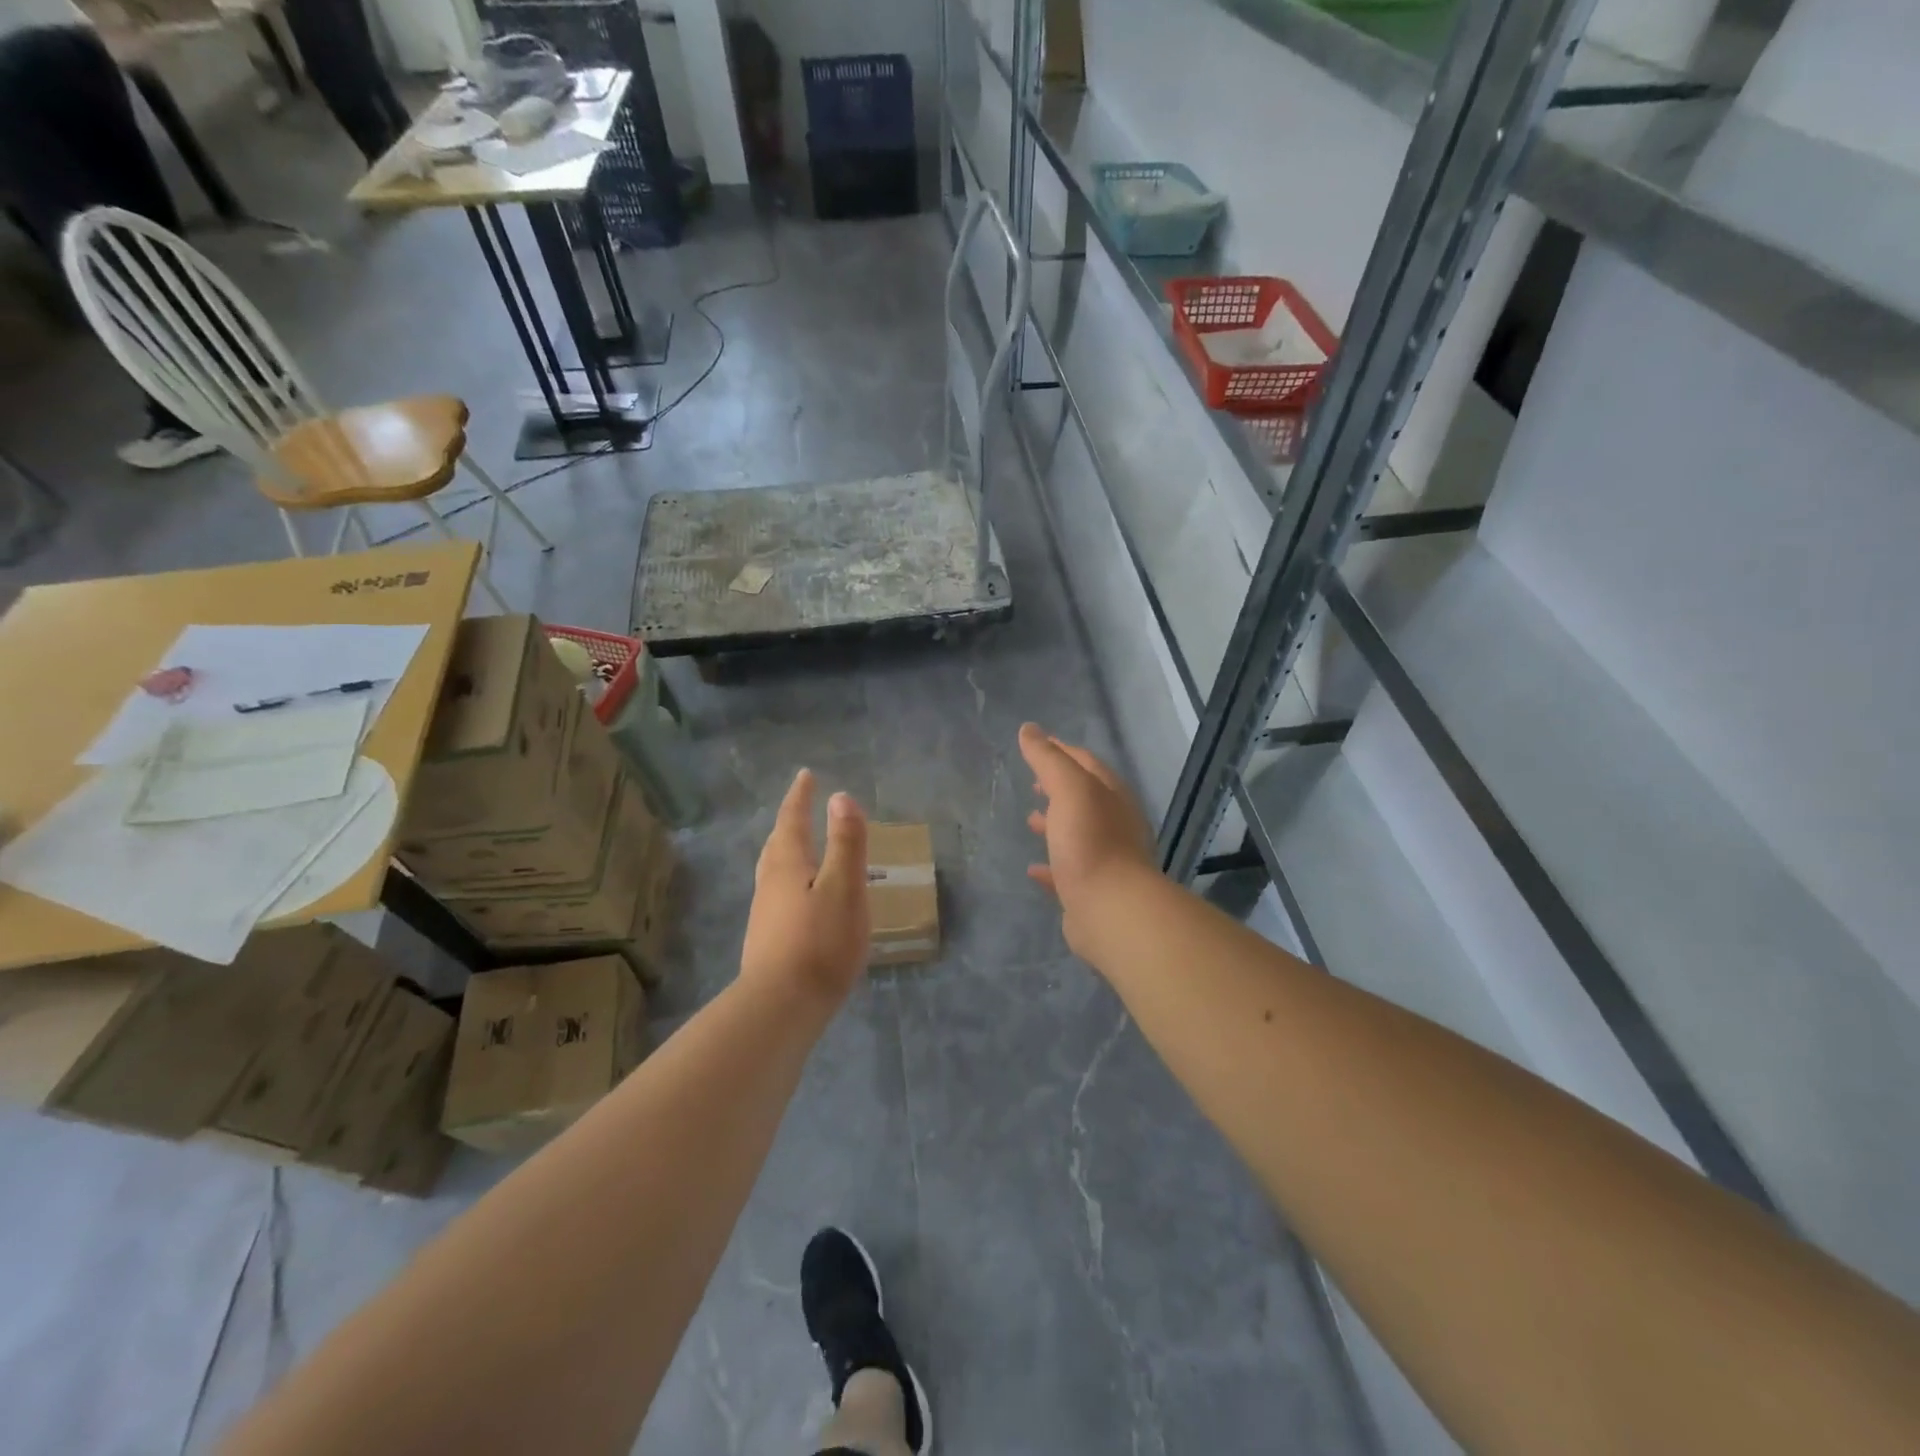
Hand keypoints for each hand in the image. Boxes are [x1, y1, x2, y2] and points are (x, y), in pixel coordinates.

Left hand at [740, 769, 869, 1006]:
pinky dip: (791, 881)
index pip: (792, 821)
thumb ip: (845, 843)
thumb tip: (840, 797)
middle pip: (777, 845)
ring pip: (774, 871)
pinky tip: (802, 900)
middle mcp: (770, 884)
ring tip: (800, 848)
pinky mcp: (767, 941)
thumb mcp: (844, 887)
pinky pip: (778, 895)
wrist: (781, 1007)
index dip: (800, 797)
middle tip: (799, 807)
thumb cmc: (820, 942)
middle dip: (789, 823)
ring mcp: (765, 914)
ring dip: (787, 851)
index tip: (805, 776)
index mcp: (788, 866)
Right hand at [1020, 723, 1156, 954]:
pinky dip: (1050, 865)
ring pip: (1077, 833)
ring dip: (1055, 823)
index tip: (1035, 744)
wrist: (1111, 909)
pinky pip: (1068, 871)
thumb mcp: (1068, 789)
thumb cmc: (1090, 841)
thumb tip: (1029, 729)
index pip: (1086, 762)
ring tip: (1030, 820)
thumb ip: (1048, 759)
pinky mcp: (1092, 891)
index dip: (1060, 750)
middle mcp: (1114, 824)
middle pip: (1084, 798)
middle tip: (1033, 784)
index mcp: (1112, 795)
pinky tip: (1033, 869)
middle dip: (1058, 788)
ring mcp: (1105, 859)